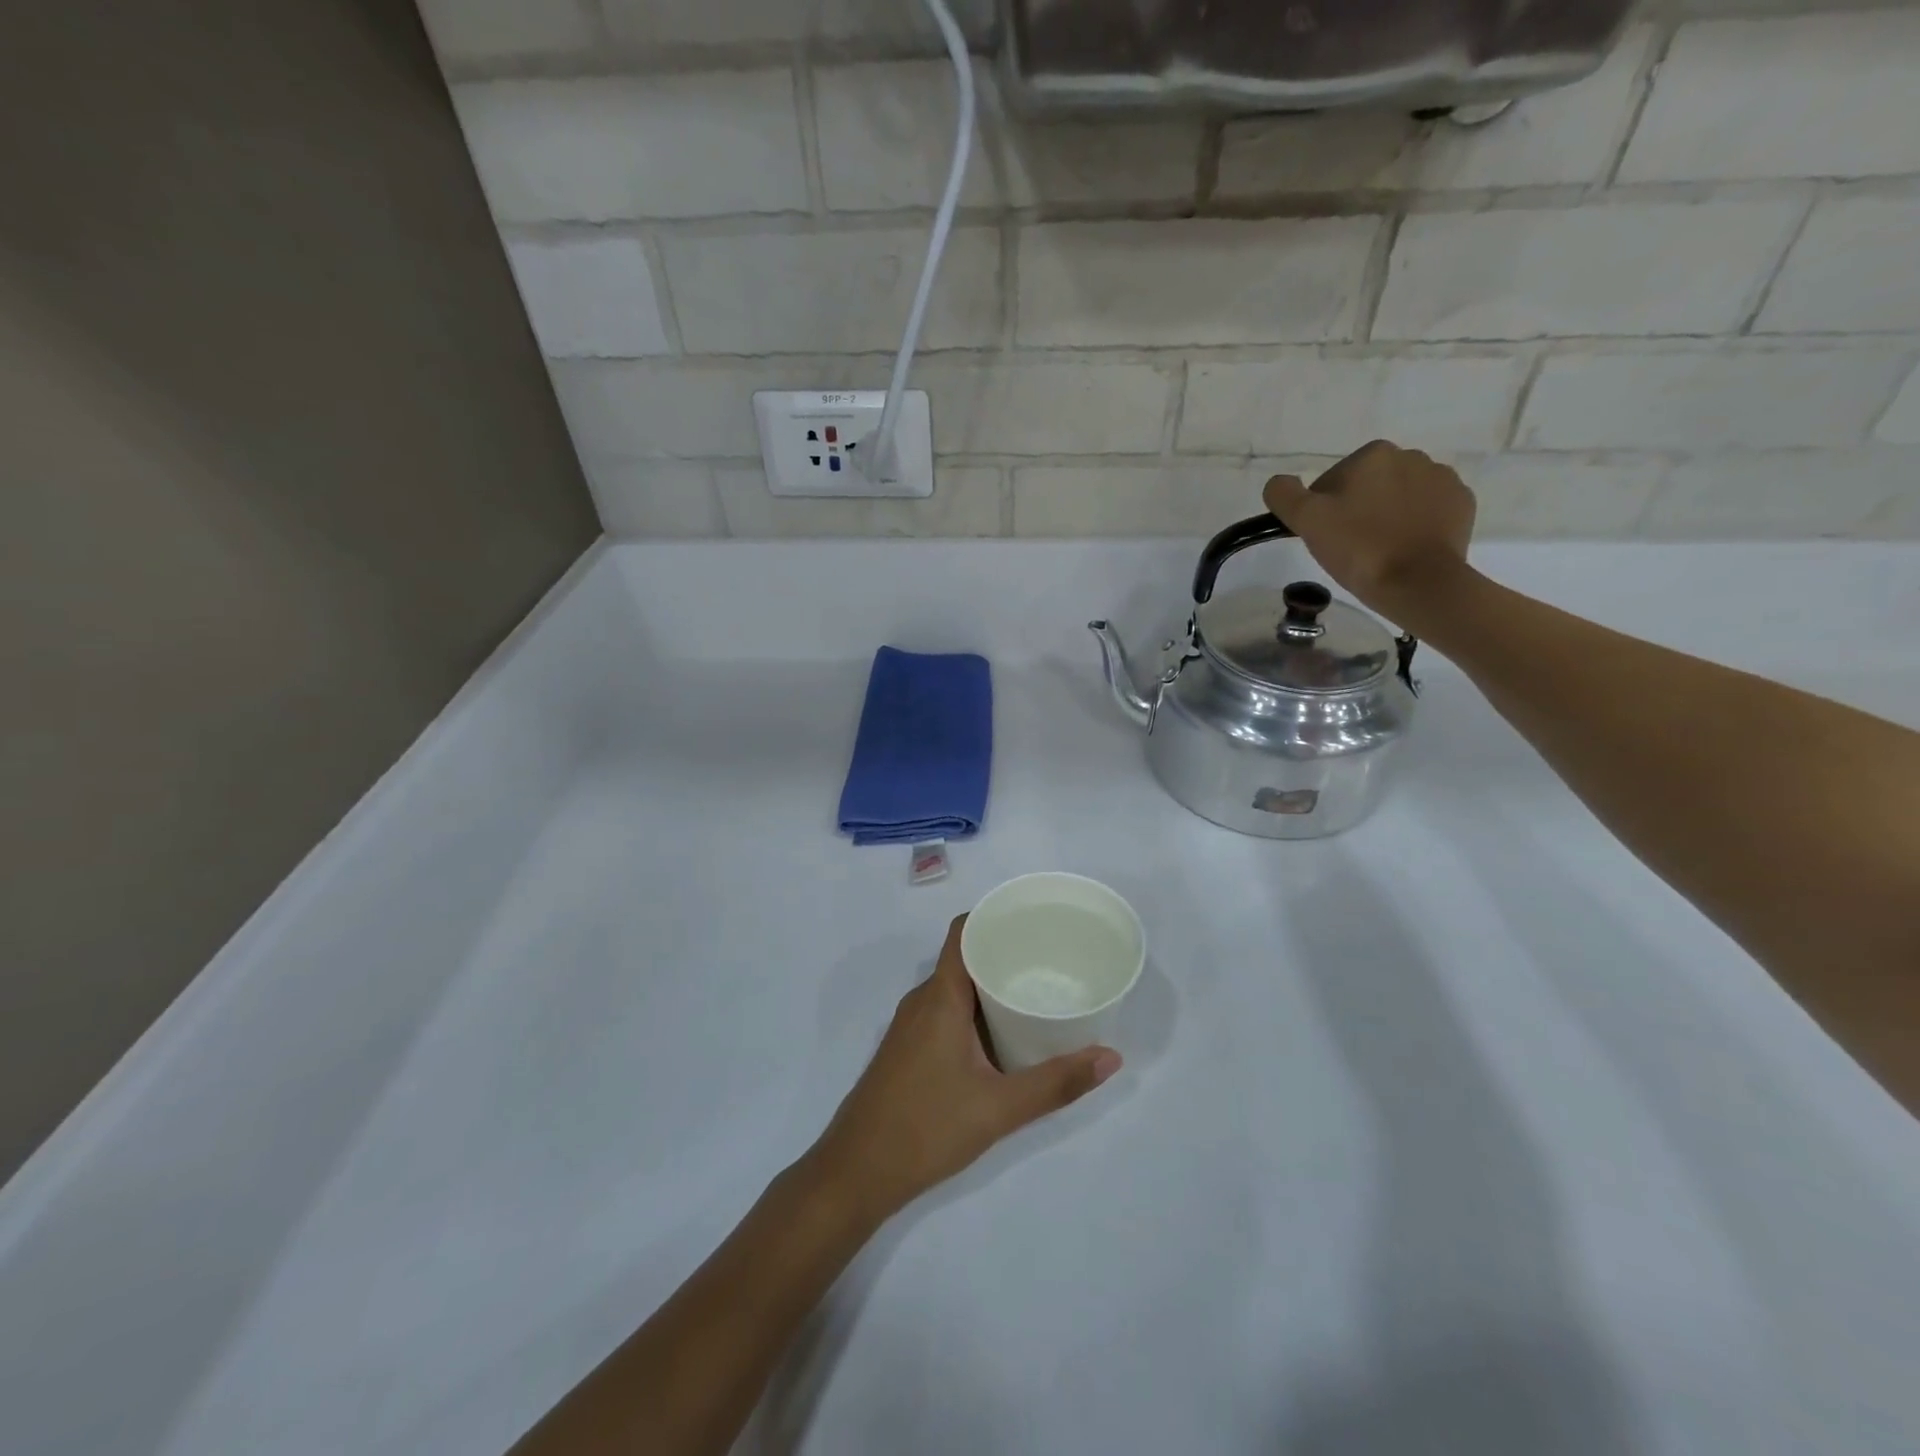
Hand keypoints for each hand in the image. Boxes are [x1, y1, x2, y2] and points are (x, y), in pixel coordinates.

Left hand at [804, 915, 1120, 1228]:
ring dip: (990, 986)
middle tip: (1051, 959)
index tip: (1034, 919)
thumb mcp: (999, 1107)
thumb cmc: (926, 1128)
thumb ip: (1056, 1083)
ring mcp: (910, 1027)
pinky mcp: (907, 1050)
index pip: (963, 932)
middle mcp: (922, 1001)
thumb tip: (1111, 1057)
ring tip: (1035, 992)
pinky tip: (1002, 1036)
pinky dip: (974, 1012)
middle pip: (964, 958)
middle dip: (1004, 954)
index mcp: (940, 997)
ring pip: (955, 989)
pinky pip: (944, 1012)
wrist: (856, 1172)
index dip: (994, 917)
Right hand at [1263, 440, 1475, 622]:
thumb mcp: (1306, 521)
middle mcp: (1411, 456)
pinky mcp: (1462, 504)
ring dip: (1386, 516)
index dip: (1322, 510)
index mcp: (1373, 454)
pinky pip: (1428, 510)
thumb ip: (1284, 494)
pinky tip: (1405, 549)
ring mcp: (1443, 479)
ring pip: (1398, 497)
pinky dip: (1415, 525)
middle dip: (1357, 510)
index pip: (1332, 481)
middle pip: (1368, 486)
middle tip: (1349, 547)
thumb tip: (1279, 483)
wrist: (1419, 582)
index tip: (1325, 537)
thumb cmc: (1359, 548)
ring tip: (1379, 550)